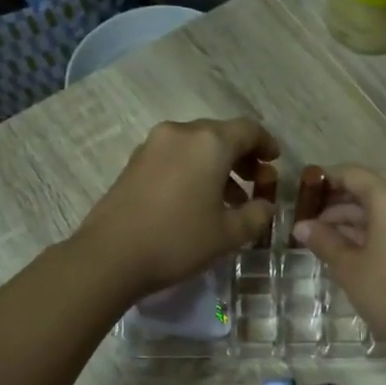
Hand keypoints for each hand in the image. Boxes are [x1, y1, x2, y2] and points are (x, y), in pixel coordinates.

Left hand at [75, 118, 279, 301]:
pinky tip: (195, 202)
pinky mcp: (133, 163)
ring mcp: (152, 146)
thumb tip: (265, 205)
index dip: (266, 144)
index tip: (275, 162)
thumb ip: (256, 215)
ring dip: (217, 166)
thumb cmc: (178, 240)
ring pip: (195, 146)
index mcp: (209, 142)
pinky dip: (192, 170)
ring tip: (228, 200)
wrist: (110, 255)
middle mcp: (180, 133)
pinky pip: (174, 157)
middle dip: (241, 156)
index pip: (248, 129)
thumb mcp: (229, 234)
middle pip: (220, 134)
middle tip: (254, 183)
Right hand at [292, 167, 385, 349]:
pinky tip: (353, 246)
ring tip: (326, 236)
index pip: (354, 174)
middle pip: (372, 188)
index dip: (327, 179)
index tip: (305, 190)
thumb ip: (323, 240)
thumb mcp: (348, 267)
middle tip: (312, 217)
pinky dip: (377, 228)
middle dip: (341, 201)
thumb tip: (301, 226)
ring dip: (357, 217)